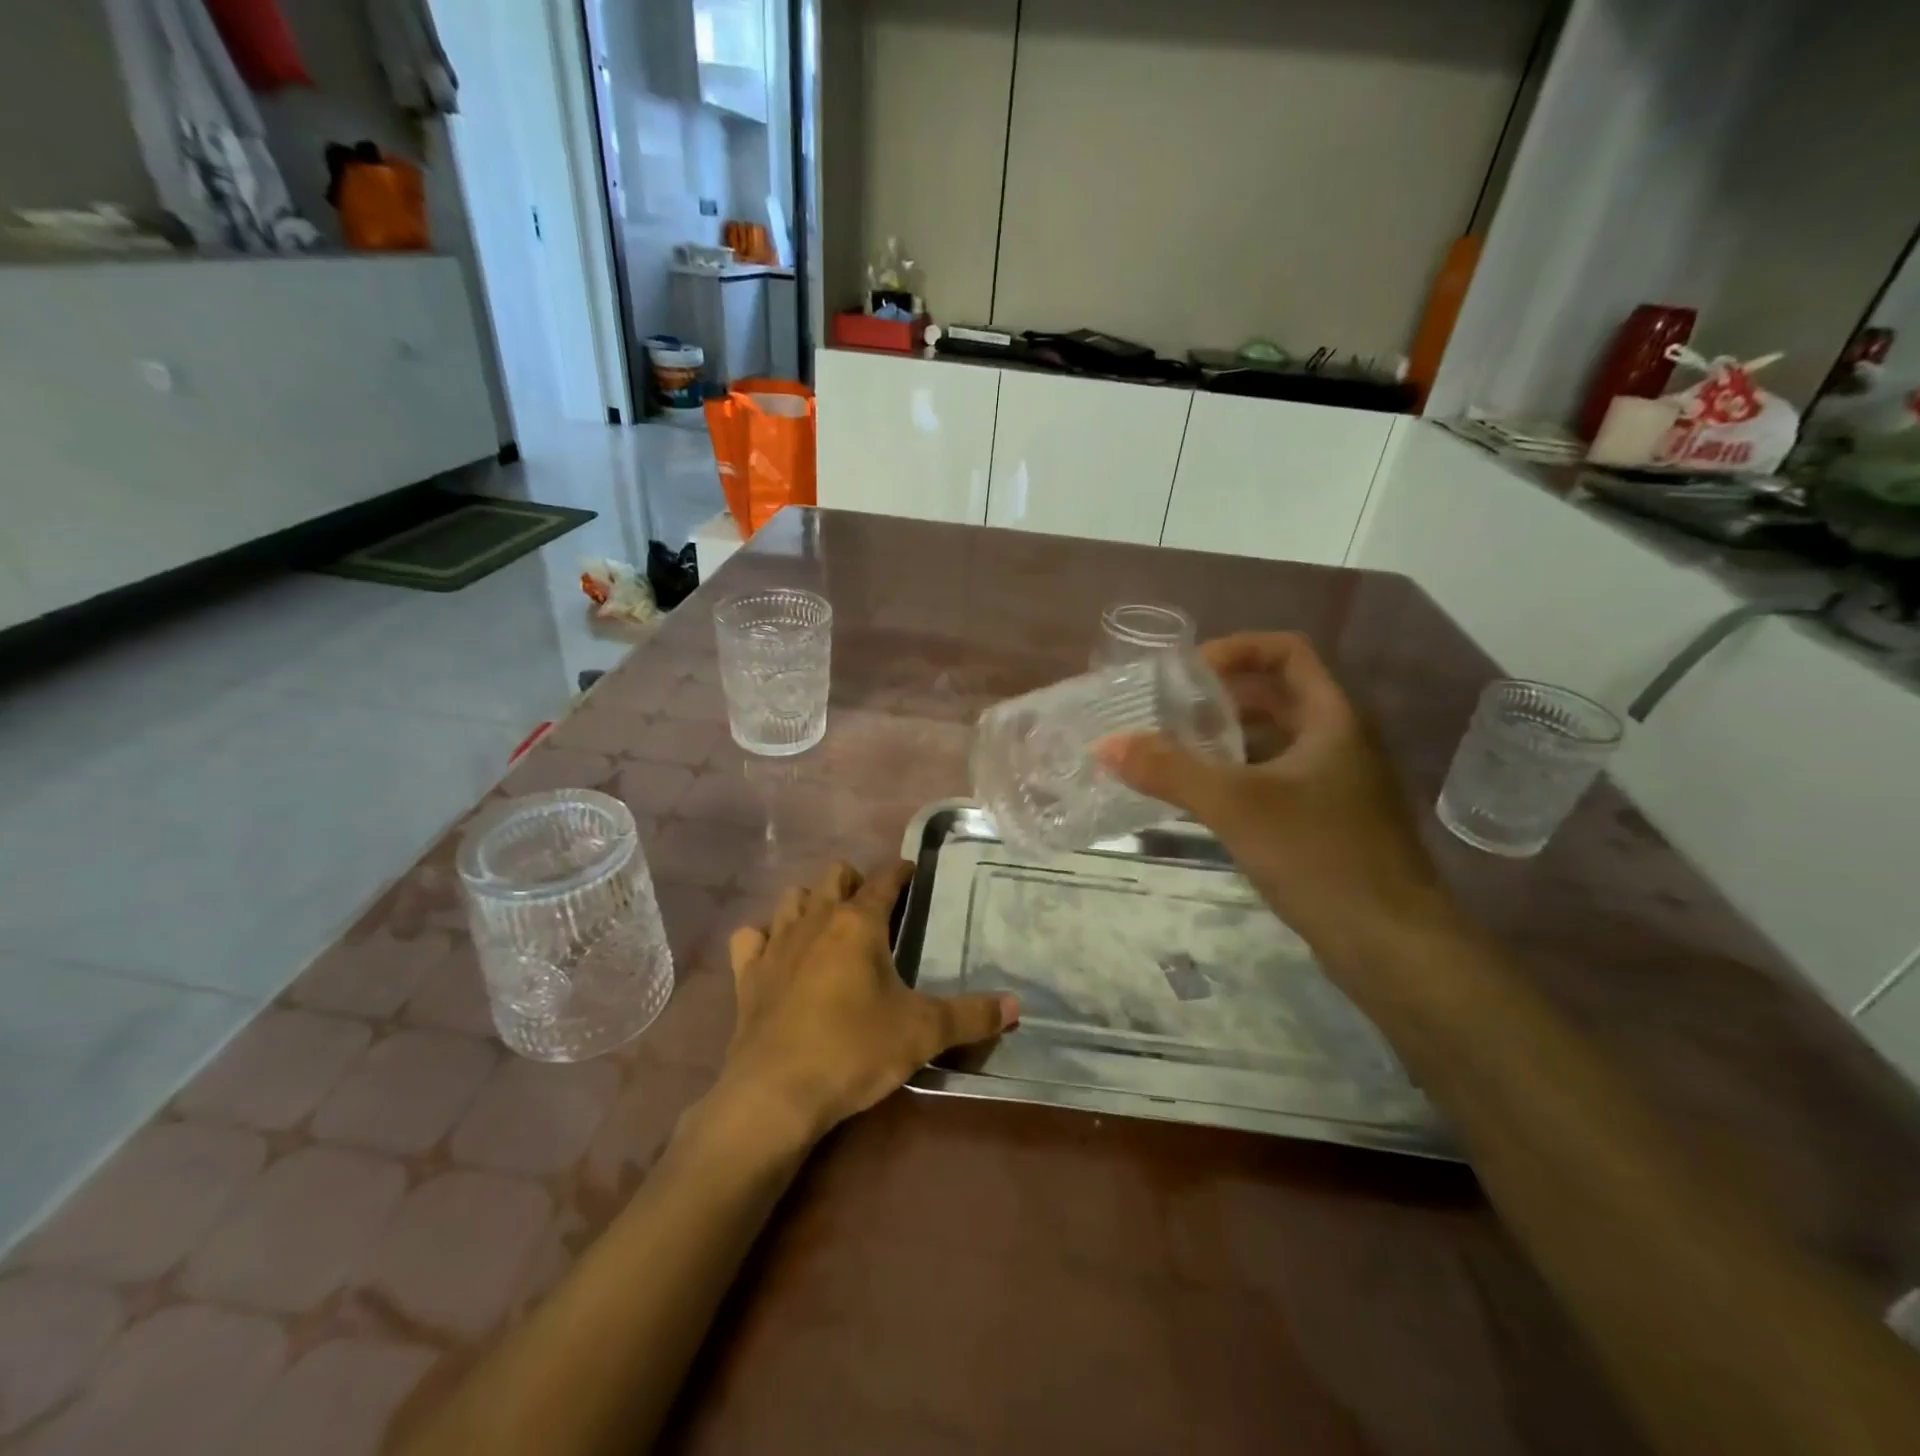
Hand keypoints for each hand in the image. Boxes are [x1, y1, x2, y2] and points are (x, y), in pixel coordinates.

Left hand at [718, 859, 1018, 1141]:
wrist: (776, 1094)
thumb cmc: (854, 1050)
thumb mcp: (922, 1033)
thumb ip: (971, 1016)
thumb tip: (1017, 1007)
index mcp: (858, 923)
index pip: (884, 879)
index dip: (901, 871)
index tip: (912, 872)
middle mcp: (815, 920)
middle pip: (833, 875)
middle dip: (854, 881)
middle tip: (873, 907)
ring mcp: (776, 944)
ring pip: (791, 898)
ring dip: (810, 903)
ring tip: (828, 926)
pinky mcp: (748, 975)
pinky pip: (750, 938)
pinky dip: (764, 938)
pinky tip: (777, 955)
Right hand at [1099, 632, 1447, 964]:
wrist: (1392, 945)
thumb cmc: (1321, 857)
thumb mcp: (1236, 806)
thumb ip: (1169, 771)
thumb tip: (1106, 745)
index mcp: (1333, 718)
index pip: (1287, 652)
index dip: (1237, 648)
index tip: (1187, 672)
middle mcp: (1341, 741)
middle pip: (1277, 696)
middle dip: (1222, 698)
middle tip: (1168, 713)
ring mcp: (1338, 784)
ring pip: (1276, 741)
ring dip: (1227, 740)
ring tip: (1174, 753)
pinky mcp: (1329, 821)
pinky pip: (1277, 779)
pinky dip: (1240, 777)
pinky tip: (1204, 800)